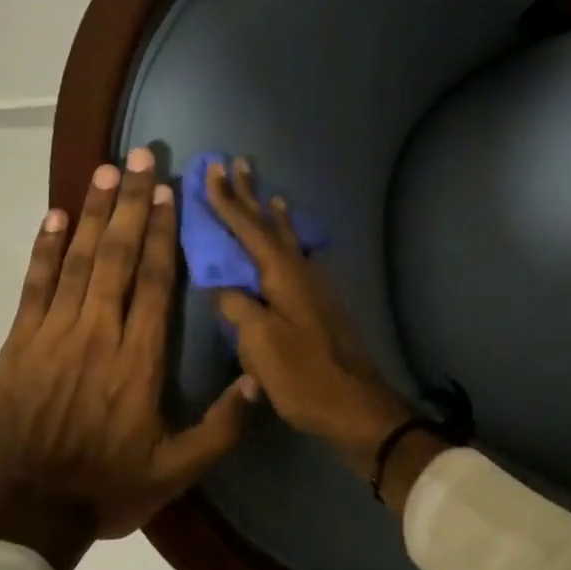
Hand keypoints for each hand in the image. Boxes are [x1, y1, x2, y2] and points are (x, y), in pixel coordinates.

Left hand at [0, 148, 257, 569]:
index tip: (169, 192)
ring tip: (106, 170)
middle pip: (117, 255)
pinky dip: (45, 249)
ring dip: (93, 212)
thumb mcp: (178, 470)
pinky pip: (34, 286)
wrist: (26, 513)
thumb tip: (259, 378)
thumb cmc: (109, 487)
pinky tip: (55, 217)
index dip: (163, 232)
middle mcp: (98, 334)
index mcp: (138, 360)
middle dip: (131, 202)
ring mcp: (53, 335)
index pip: (155, 281)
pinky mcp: (19, 345)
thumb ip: (222, 426)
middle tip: (140, 157)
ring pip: (77, 260)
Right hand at [204, 158, 416, 478]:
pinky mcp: (321, 307)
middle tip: (240, 163)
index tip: (212, 170)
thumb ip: (238, 309)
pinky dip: (287, 244)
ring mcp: (315, 289)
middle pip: (271, 227)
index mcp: (284, 277)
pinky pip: (297, 260)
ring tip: (269, 196)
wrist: (357, 406)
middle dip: (252, 196)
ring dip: (273, 217)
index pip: (249, 230)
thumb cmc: (305, 376)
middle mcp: (302, 273)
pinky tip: (290, 248)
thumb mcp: (261, 345)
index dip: (228, 201)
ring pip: (288, 242)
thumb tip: (222, 288)